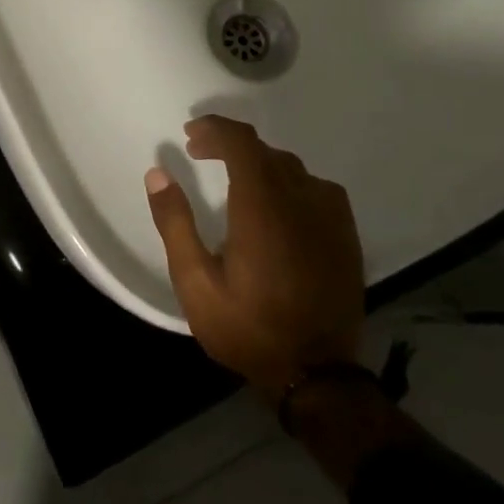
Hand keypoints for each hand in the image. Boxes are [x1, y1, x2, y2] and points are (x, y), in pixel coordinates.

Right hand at [144, 116, 363, 402]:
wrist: (317, 375)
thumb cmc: (248, 328)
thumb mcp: (196, 283)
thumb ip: (175, 224)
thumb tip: (158, 173)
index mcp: (263, 208)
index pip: (242, 143)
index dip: (215, 129)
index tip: (190, 134)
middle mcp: (301, 201)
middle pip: (265, 151)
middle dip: (230, 144)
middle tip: (199, 153)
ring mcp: (330, 217)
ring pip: (291, 167)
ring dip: (259, 162)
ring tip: (233, 176)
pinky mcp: (346, 234)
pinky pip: (316, 187)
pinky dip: (289, 181)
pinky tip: (276, 201)